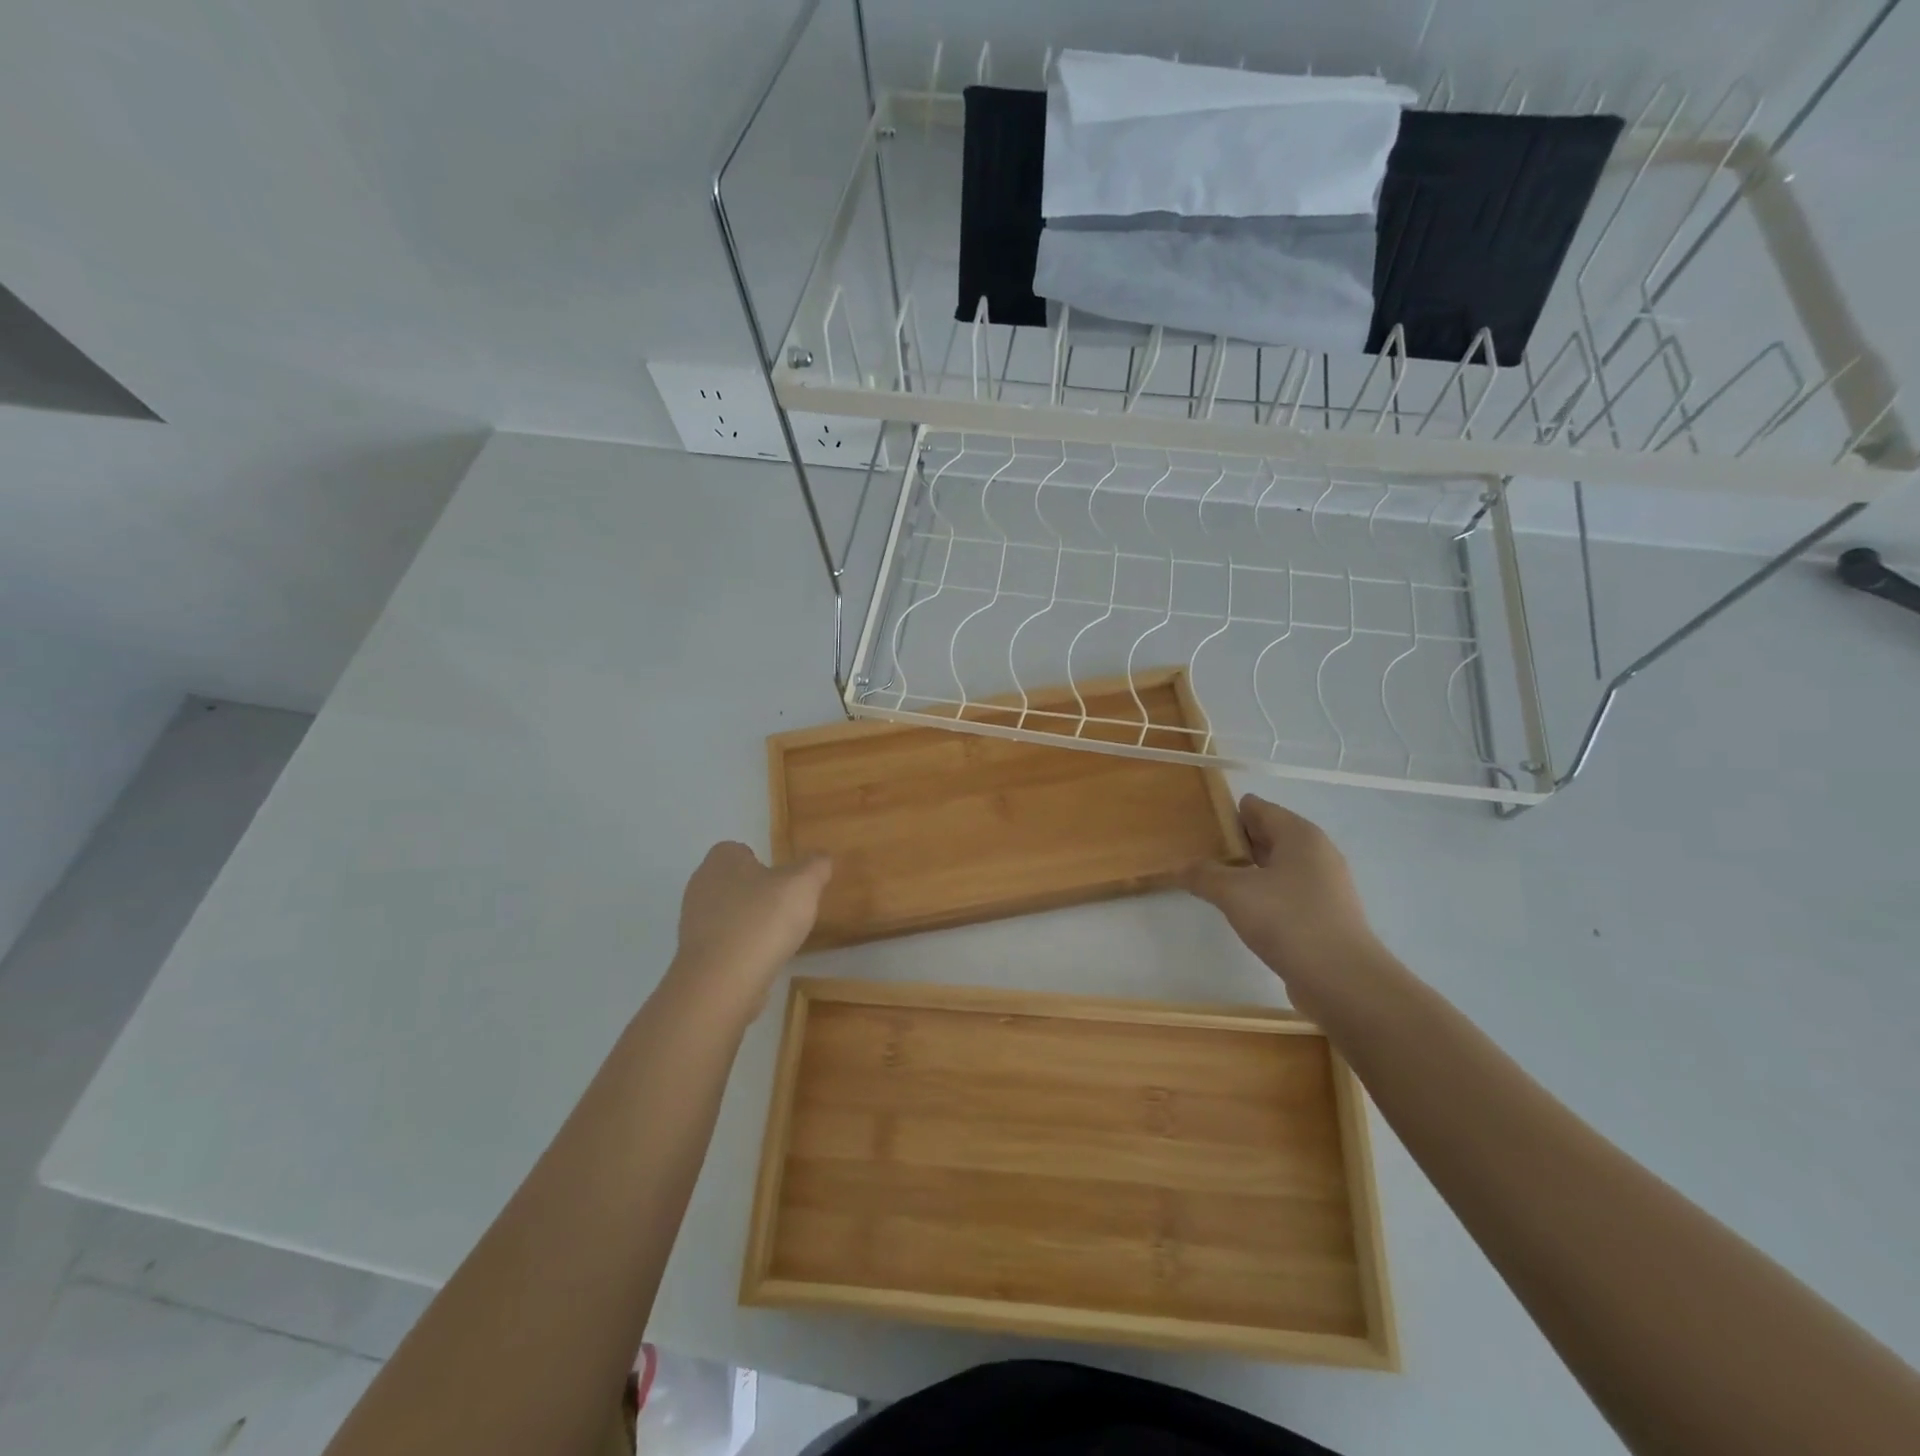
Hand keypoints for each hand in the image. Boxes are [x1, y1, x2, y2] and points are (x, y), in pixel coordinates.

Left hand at [667, 842, 831, 1020]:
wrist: (722, 982)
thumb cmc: (763, 920)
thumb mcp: (803, 884)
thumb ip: (816, 865)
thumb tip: (820, 859)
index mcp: (722, 859)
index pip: (743, 850)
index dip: (767, 864)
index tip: (787, 884)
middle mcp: (701, 884)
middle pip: (737, 882)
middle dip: (760, 894)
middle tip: (787, 910)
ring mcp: (694, 921)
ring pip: (730, 913)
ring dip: (751, 923)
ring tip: (777, 938)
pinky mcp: (695, 953)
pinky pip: (725, 942)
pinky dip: (742, 948)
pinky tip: (760, 959)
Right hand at [1182, 795, 1380, 1015]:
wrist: (1343, 981)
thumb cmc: (1289, 921)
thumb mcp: (1234, 893)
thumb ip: (1203, 875)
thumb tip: (1180, 868)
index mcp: (1299, 835)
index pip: (1258, 808)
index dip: (1227, 813)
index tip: (1198, 825)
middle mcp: (1316, 853)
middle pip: (1269, 835)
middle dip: (1235, 842)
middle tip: (1199, 851)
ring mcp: (1325, 885)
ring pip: (1278, 866)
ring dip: (1248, 870)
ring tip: (1214, 880)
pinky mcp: (1325, 915)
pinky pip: (1286, 892)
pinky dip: (1264, 894)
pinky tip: (1243, 909)